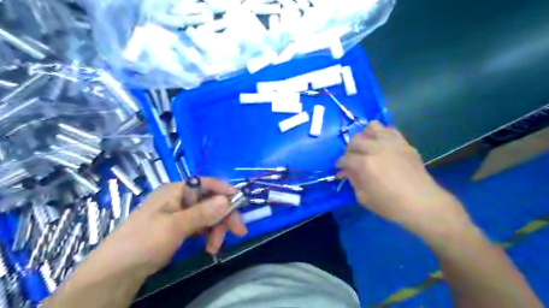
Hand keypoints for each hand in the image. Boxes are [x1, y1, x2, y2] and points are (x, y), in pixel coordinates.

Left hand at [96, 179, 248, 274]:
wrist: (117, 272)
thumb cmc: (144, 241)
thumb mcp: (175, 226)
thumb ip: (203, 212)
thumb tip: (227, 199)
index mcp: (176, 190)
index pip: (206, 183)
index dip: (224, 190)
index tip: (240, 201)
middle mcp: (180, 198)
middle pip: (210, 201)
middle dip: (224, 216)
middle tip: (238, 231)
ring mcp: (180, 213)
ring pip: (208, 215)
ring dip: (216, 229)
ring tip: (215, 247)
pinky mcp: (180, 227)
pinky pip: (202, 226)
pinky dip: (209, 235)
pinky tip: (210, 247)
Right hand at [337, 121, 468, 239]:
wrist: (423, 203)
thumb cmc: (391, 205)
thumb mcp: (364, 198)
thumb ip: (353, 180)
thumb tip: (347, 172)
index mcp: (364, 164)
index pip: (345, 158)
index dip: (339, 164)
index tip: (340, 170)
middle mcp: (376, 148)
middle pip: (355, 140)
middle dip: (349, 151)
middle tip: (352, 160)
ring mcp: (392, 143)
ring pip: (371, 127)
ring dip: (365, 137)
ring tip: (367, 147)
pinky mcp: (404, 143)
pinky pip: (389, 129)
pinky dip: (382, 134)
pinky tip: (382, 145)